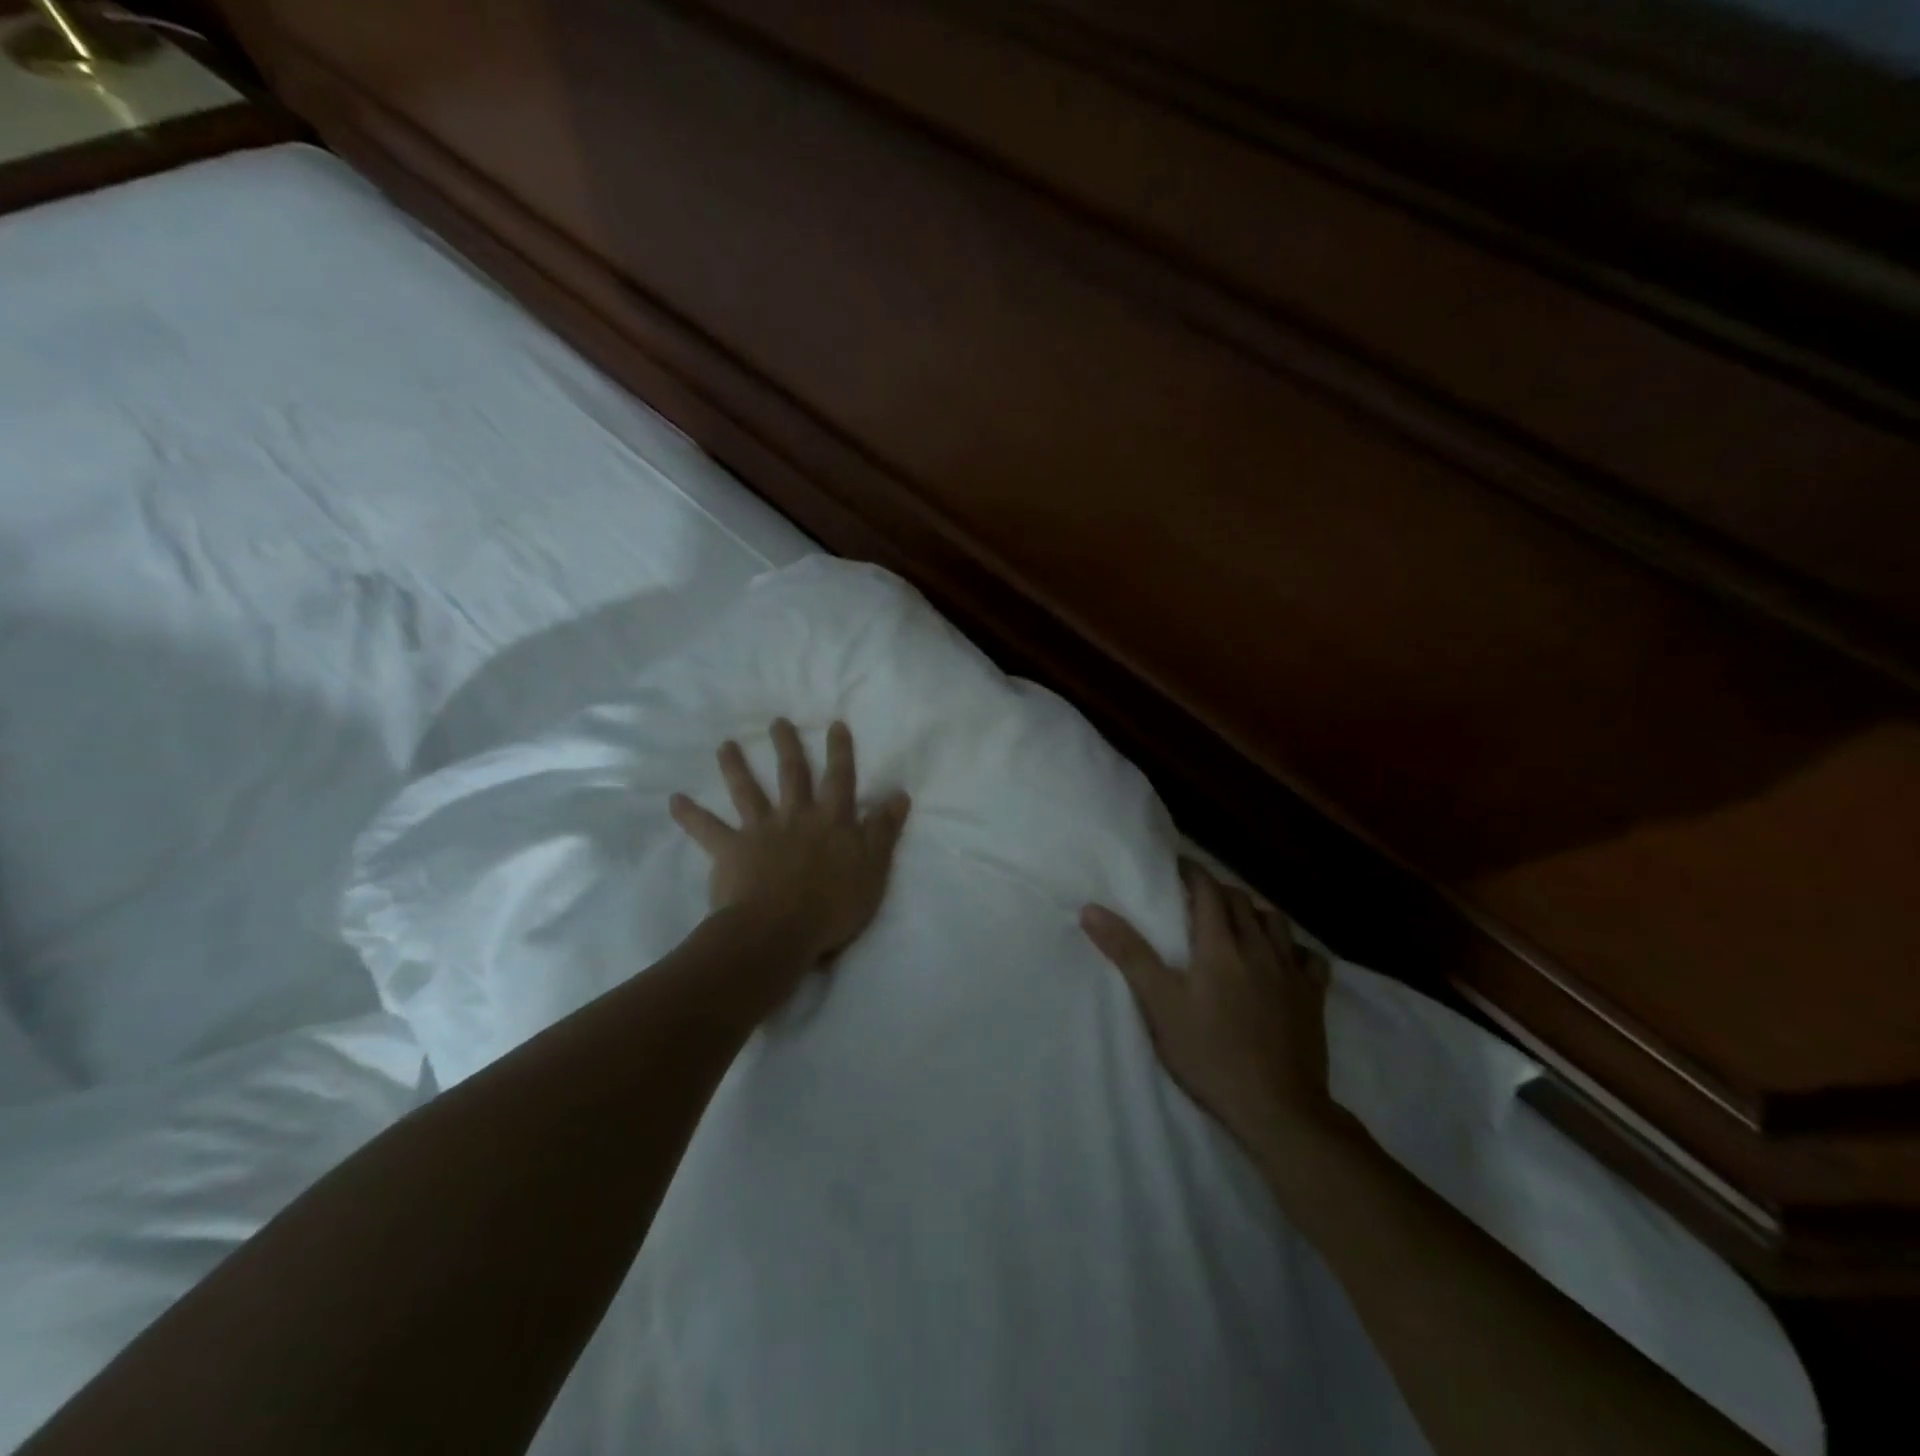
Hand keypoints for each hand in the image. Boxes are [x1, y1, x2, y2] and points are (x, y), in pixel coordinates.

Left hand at [670, 718, 910, 964]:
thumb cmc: (834, 904)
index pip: (839, 779)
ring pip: (747, 791)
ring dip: (736, 767)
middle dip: (787, 746)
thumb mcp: (874, 868)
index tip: (834, 724)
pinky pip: (707, 830)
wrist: (781, 930)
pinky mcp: (731, 851)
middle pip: (791, 775)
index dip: (839, 751)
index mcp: (831, 820)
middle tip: (778, 722)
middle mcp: (795, 816)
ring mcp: (761, 831)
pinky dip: (690, 815)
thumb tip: (899, 794)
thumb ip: (884, 830)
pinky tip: (674, 800)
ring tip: (725, 745)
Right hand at [1081, 862, 1342, 1156]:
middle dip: (1220, 890)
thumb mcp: (1159, 1004)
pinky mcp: (1314, 1000)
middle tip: (1199, 895)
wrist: (1276, 1107)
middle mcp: (1259, 949)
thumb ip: (1128, 954)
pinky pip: (1311, 959)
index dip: (1194, 873)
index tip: (1178, 865)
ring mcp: (1291, 974)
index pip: (1208, 892)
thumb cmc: (1209, 1054)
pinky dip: (1295, 949)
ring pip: (1277, 923)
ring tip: (1240, 919)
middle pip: (1242, 903)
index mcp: (1220, 946)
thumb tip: (1092, 910)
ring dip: (1256, 912)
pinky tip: (1285, 957)